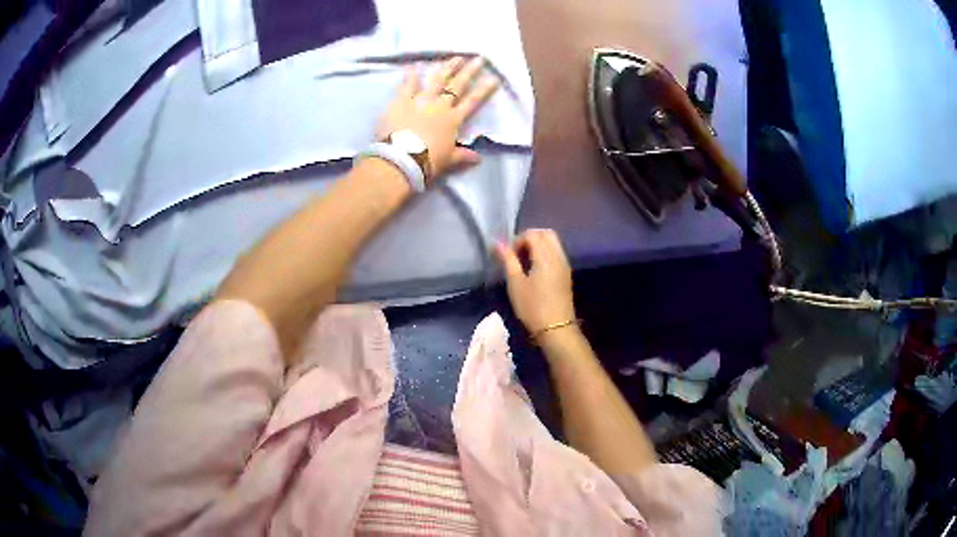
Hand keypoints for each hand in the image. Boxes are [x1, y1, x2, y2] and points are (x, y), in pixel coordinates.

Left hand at [376, 56, 499, 181]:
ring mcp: (421, 100)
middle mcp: (440, 106)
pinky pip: (407, 85)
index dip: (484, 89)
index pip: (473, 102)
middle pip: (458, 85)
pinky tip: (413, 65)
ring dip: (447, 68)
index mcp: (453, 120)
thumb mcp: (449, 160)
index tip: (493, 78)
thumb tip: (478, 158)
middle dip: (470, 71)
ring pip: (437, 80)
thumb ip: (463, 156)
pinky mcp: (401, 101)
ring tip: (455, 57)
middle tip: (479, 59)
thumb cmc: (428, 161)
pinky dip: (410, 75)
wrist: (402, 159)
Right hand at [495, 229, 576, 334]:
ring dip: (538, 246)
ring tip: (524, 264)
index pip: (533, 233)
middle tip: (517, 255)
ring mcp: (565, 265)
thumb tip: (497, 243)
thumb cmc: (532, 307)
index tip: (509, 256)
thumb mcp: (515, 283)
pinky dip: (545, 254)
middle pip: (546, 233)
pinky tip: (534, 271)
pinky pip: (556, 253)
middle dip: (530, 238)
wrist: (556, 329)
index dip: (518, 240)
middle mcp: (558, 256)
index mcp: (546, 256)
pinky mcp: (566, 274)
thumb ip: (507, 259)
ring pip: (553, 243)